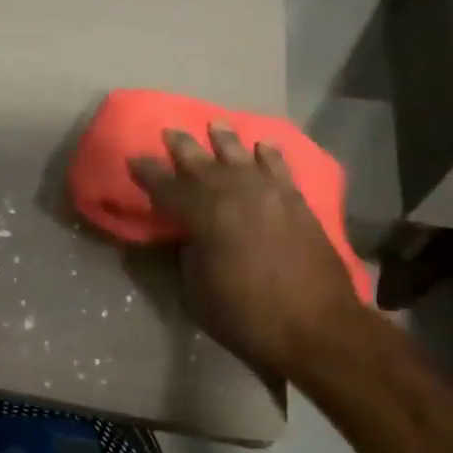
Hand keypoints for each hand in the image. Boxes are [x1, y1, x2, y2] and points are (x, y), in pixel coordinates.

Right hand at [129, 124, 367, 385]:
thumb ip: (186, 258)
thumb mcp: (197, 294)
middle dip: (182, 146)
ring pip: (241, 156)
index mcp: (203, 214)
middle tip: (170, 131)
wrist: (318, 327)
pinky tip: (263, 146)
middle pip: (201, 162)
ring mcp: (269, 193)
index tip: (134, 159)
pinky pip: (279, 167)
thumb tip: (187, 239)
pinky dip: (269, 154)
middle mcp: (234, 193)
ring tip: (215, 124)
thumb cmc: (248, 315)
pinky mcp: (296, 202)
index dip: (148, 173)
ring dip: (225, 140)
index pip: (167, 186)